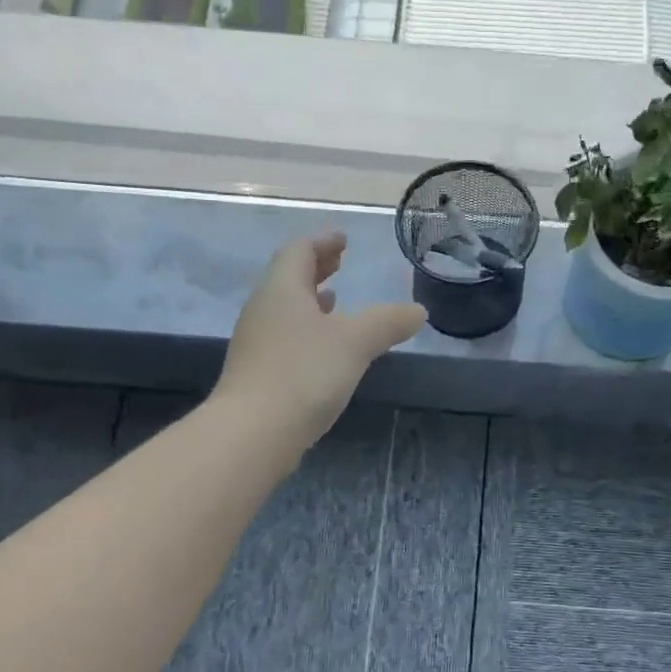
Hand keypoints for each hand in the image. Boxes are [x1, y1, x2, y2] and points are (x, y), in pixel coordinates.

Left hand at [214, 232, 426, 444]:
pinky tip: (324, 348)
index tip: (343, 238)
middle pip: (288, 277)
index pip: (299, 250)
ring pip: (285, 308)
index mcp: (282, 289)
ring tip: (335, 300)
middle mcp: (263, 309)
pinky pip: (285, 335)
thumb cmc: (304, 374)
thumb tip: (417, 311)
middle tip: (339, 261)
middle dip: (316, 267)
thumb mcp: (355, 343)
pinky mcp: (258, 372)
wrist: (253, 433)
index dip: (322, 241)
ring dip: (310, 299)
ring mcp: (257, 342)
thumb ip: (387, 322)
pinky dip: (307, 328)